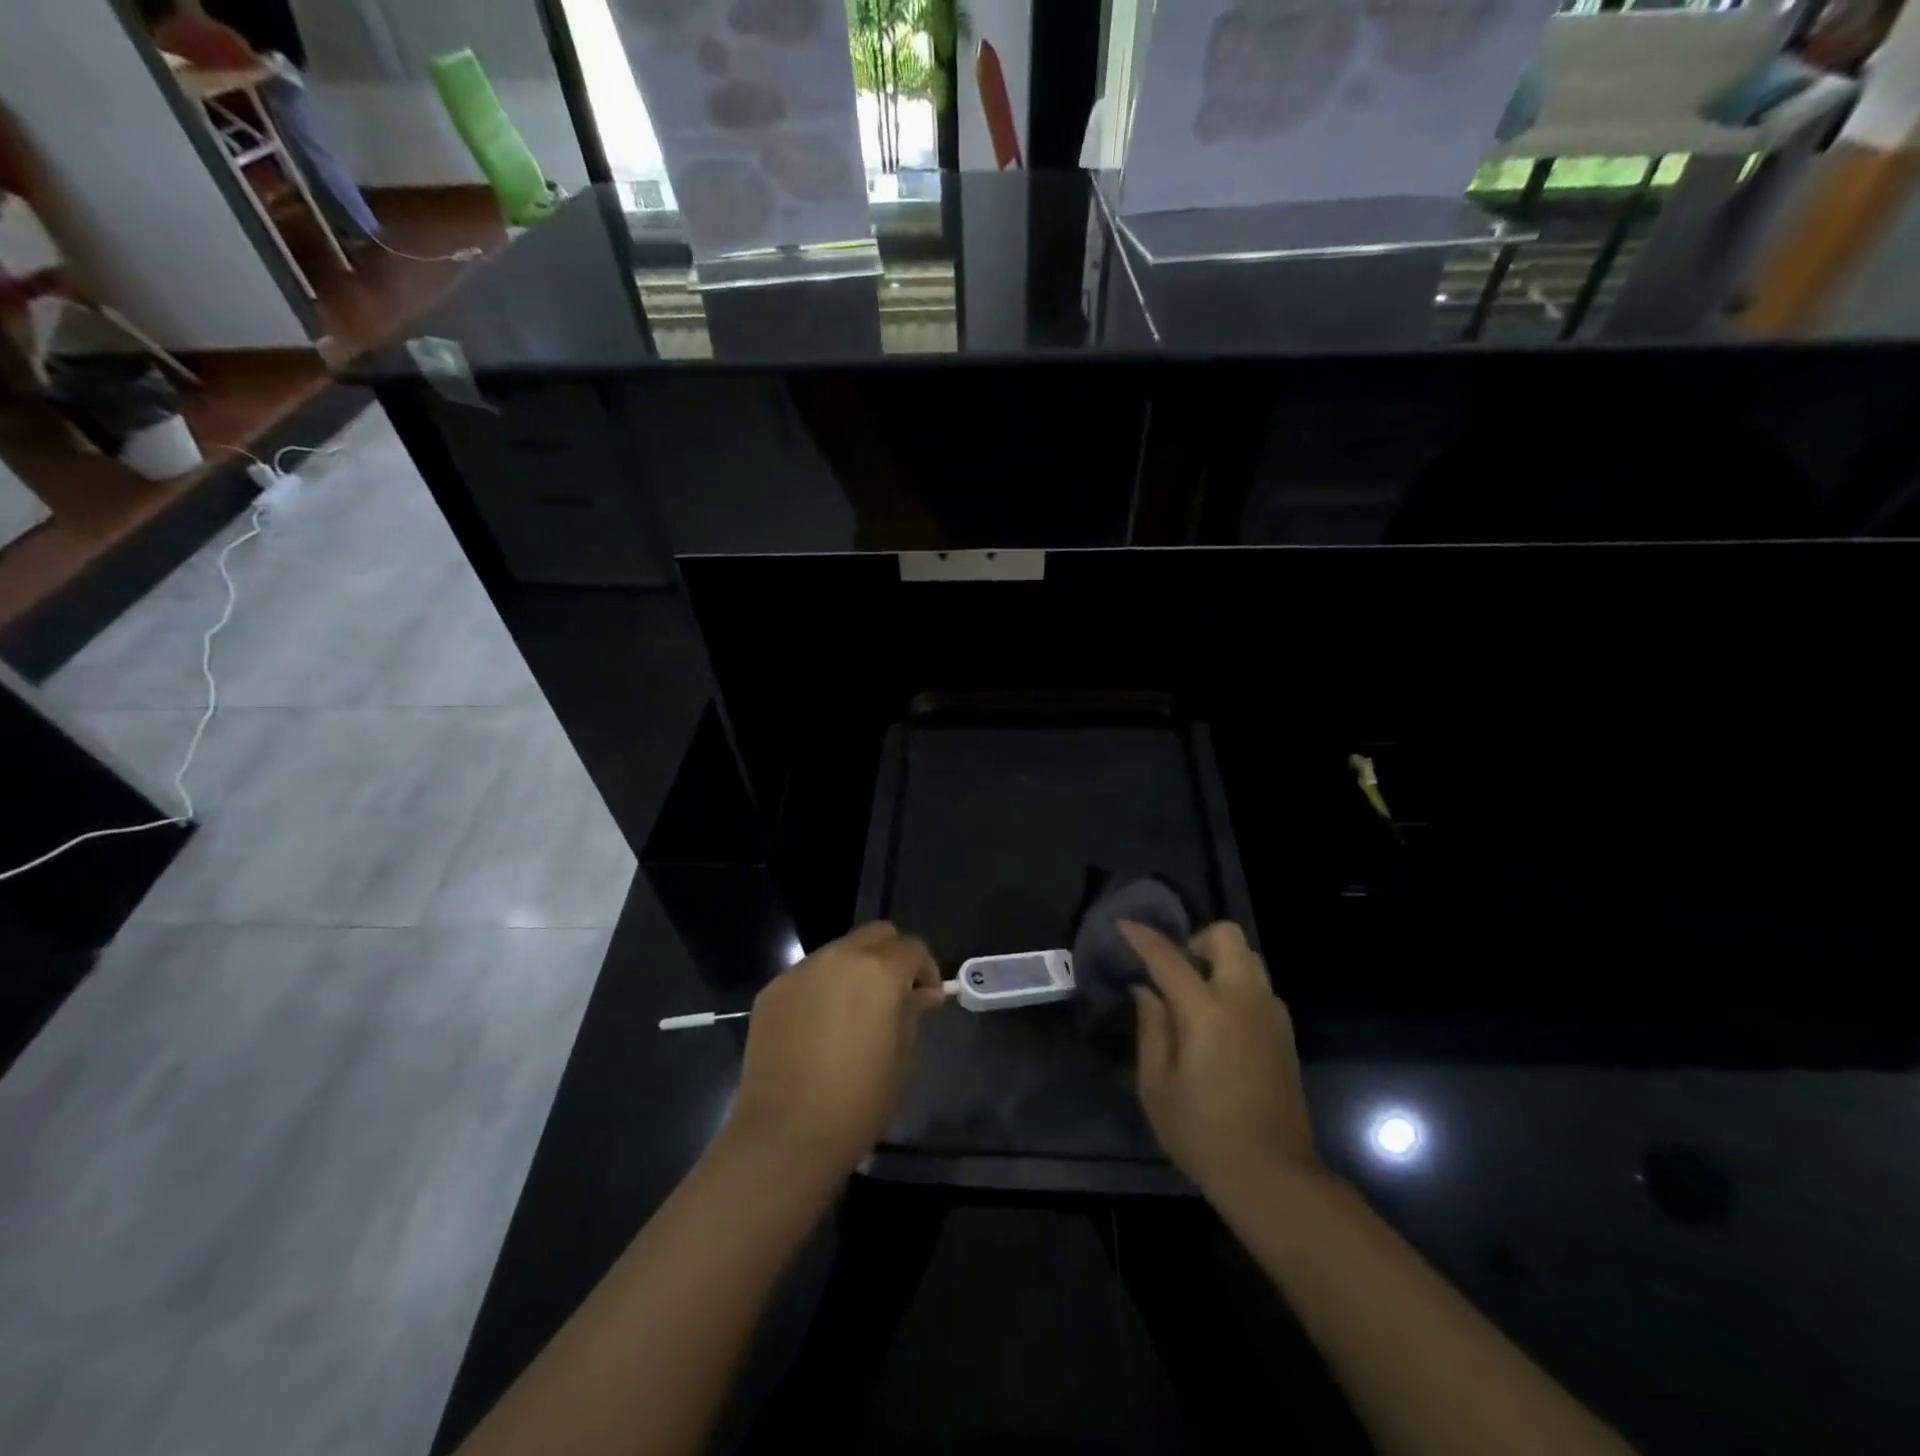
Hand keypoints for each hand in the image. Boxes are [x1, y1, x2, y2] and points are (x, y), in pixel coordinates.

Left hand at [728, 922, 945, 1177]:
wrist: (785, 1135)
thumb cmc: (858, 1100)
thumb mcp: (903, 1057)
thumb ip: (914, 1011)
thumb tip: (924, 992)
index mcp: (879, 970)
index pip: (913, 948)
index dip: (925, 970)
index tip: (926, 1000)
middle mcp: (839, 957)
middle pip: (876, 935)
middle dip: (891, 957)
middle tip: (893, 997)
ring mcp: (801, 971)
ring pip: (839, 951)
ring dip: (855, 970)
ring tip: (853, 1013)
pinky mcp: (773, 990)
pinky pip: (808, 975)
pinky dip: (822, 988)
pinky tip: (819, 1028)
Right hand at [1124, 920, 1318, 1200]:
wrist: (1274, 1177)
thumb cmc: (1203, 1135)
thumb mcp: (1157, 1087)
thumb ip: (1151, 1029)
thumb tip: (1146, 991)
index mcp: (1207, 1013)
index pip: (1169, 958)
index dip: (1142, 938)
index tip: (1122, 925)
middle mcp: (1244, 1001)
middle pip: (1226, 937)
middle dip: (1196, 940)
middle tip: (1174, 971)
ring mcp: (1271, 1016)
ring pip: (1249, 957)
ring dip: (1219, 961)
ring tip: (1195, 995)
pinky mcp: (1285, 1034)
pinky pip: (1259, 987)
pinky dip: (1237, 985)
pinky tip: (1220, 1023)